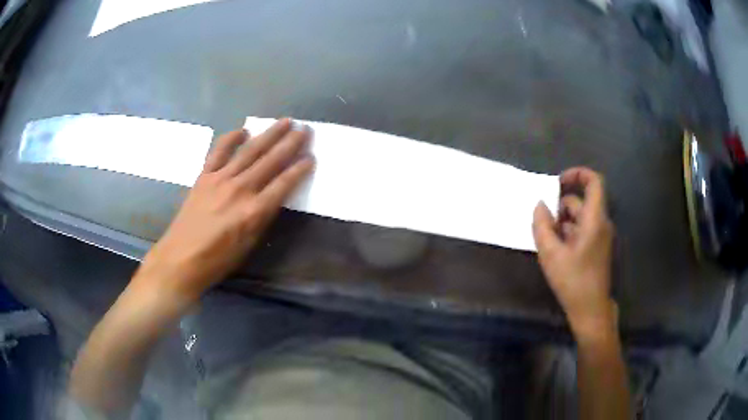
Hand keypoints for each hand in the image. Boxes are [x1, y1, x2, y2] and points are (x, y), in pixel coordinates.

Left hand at [136, 119, 313, 301]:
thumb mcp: (249, 244)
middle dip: (290, 143)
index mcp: (254, 211)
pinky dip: (232, 138)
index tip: (311, 157)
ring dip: (269, 134)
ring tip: (285, 121)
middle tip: (305, 129)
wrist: (181, 258)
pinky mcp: (204, 175)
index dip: (300, 169)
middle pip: (270, 161)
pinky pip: (220, 151)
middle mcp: (240, 189)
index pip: (283, 184)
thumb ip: (262, 217)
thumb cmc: (218, 259)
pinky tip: (243, 131)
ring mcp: (220, 178)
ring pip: (250, 151)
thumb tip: (273, 197)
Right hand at [532, 167, 615, 338]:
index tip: (558, 182)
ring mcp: (601, 236)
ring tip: (547, 241)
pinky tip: (556, 250)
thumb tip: (540, 205)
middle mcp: (601, 223)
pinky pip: (582, 230)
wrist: (591, 310)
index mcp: (594, 219)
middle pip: (582, 201)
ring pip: (580, 217)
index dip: (577, 174)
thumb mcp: (551, 254)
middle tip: (543, 223)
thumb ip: (542, 226)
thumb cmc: (573, 281)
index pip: (594, 181)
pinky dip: (568, 233)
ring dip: (562, 222)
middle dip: (560, 207)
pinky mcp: (598, 247)